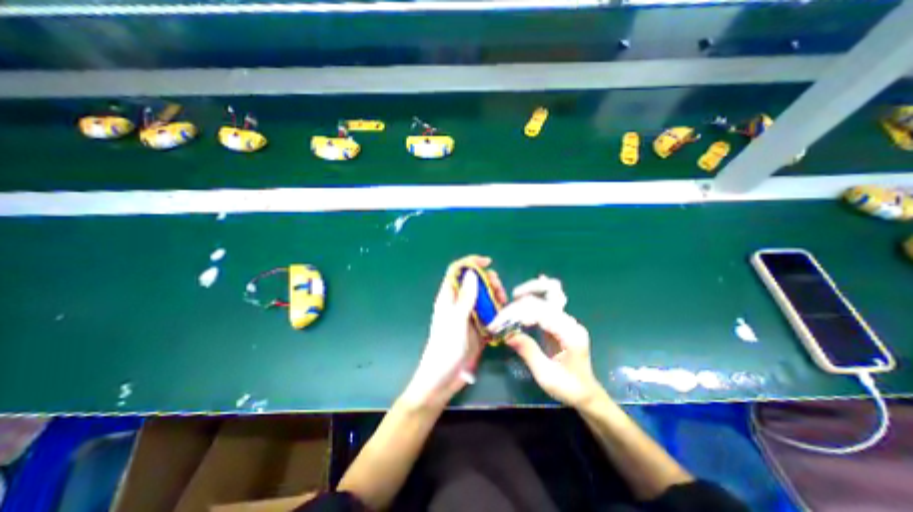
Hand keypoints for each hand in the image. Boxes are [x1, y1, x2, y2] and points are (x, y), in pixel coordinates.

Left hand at [402, 254, 509, 408]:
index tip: (488, 263)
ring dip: (495, 297)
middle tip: (500, 290)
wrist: (443, 379)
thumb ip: (465, 298)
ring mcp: (469, 316)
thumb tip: (472, 273)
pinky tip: (504, 317)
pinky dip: (498, 312)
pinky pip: (489, 313)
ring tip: (504, 304)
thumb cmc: (445, 348)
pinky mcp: (478, 328)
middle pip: (474, 282)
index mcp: (449, 298)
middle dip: (489, 281)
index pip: (457, 271)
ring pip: (484, 297)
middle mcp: (459, 303)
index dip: (470, 263)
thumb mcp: (456, 321)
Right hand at [498, 276, 604, 407]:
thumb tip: (507, 334)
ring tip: (514, 295)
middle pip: (543, 301)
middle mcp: (570, 322)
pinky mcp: (560, 322)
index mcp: (569, 334)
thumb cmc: (569, 388)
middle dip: (518, 307)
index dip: (516, 315)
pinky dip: (539, 293)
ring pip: (550, 294)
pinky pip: (549, 301)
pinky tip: (532, 287)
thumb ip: (528, 351)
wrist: (587, 394)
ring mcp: (566, 320)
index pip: (540, 313)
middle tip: (500, 318)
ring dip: (531, 292)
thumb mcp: (546, 375)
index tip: (498, 325)